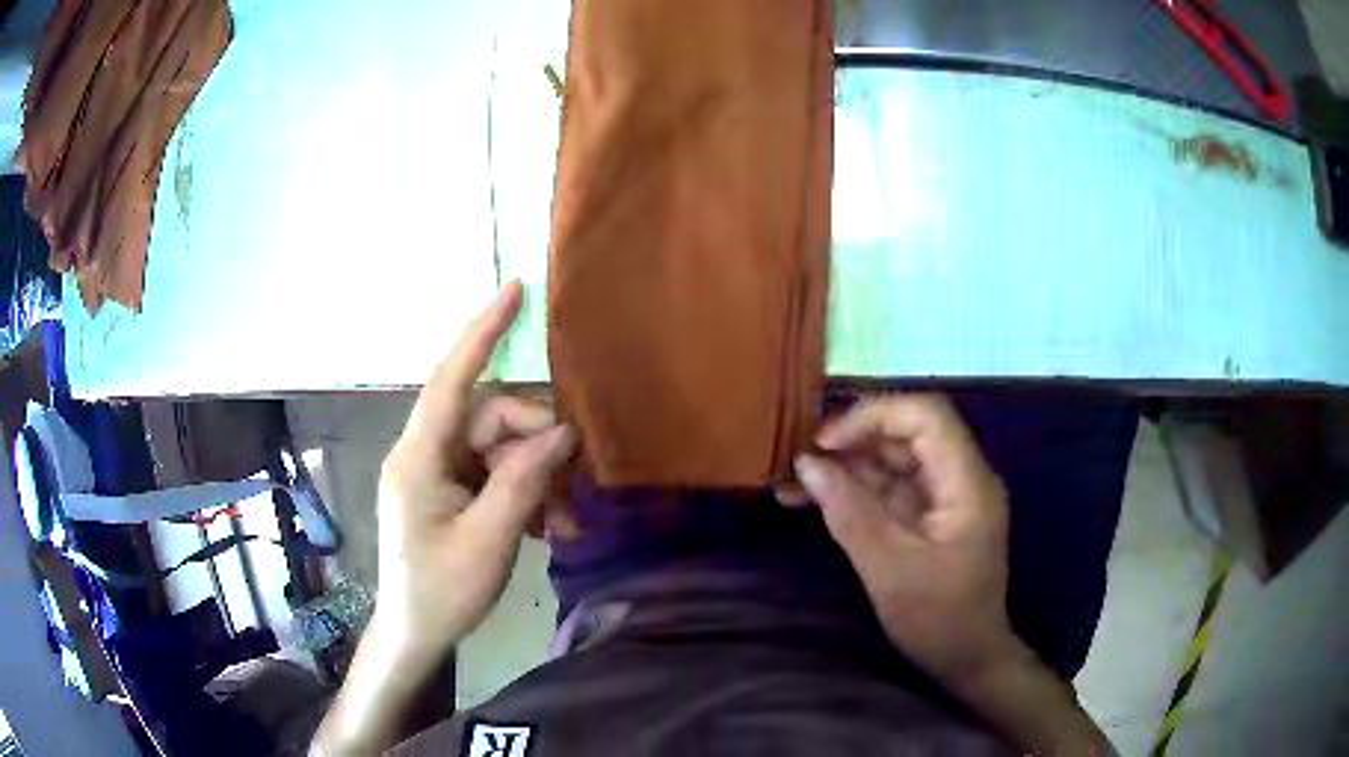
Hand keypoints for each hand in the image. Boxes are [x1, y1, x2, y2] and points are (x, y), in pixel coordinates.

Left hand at [376, 280, 575, 656]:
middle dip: (538, 446)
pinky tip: (548, 528)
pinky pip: (495, 472)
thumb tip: (560, 432)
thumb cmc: (443, 592)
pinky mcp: (450, 489)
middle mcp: (426, 452)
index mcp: (419, 457)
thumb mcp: (490, 540)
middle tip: (574, 487)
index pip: (450, 379)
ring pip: (500, 448)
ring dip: (538, 478)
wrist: (415, 633)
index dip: (482, 332)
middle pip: (491, 419)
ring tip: (565, 523)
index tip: (514, 293)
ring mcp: (438, 471)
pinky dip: (526, 492)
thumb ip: (523, 480)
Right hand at [790, 393, 1020, 685]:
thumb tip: (806, 465)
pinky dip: (854, 492)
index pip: (926, 416)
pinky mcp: (930, 516)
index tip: (825, 442)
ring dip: (846, 468)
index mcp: (967, 483)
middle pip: (907, 433)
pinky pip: (890, 489)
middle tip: (800, 461)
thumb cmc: (938, 620)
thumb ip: (849, 513)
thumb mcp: (889, 570)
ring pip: (894, 460)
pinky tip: (812, 501)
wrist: (969, 659)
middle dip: (852, 441)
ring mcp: (946, 497)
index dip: (873, 416)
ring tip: (792, 483)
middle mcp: (961, 478)